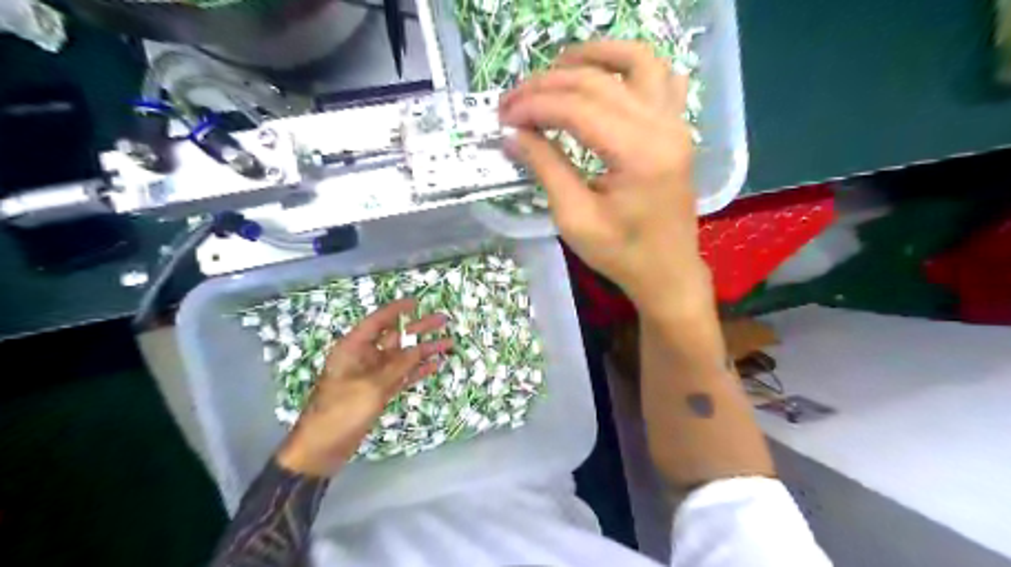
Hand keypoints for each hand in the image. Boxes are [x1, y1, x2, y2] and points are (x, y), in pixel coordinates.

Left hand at [274, 299, 451, 476]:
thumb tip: (419, 348)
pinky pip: (402, 375)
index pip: (377, 322)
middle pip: (396, 338)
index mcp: (353, 348)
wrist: (322, 448)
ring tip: (449, 343)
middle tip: (444, 320)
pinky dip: (417, 370)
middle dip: (419, 329)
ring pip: (403, 357)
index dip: (396, 310)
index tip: (417, 302)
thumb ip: (397, 365)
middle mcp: (364, 357)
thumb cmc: (340, 411)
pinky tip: (435, 365)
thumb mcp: (371, 386)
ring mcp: (373, 375)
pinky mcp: (379, 391)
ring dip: (424, 351)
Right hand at [501, 40, 714, 318]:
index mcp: (638, 154)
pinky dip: (629, 66)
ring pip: (636, 62)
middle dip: (547, 85)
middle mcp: (663, 127)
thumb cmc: (621, 254)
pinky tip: (603, 77)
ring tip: (554, 69)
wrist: (667, 272)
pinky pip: (661, 77)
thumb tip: (512, 135)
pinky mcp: (676, 128)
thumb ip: (545, 168)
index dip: (534, 107)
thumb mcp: (574, 218)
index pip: (577, 109)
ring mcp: (676, 123)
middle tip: (512, 102)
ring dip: (592, 57)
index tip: (503, 118)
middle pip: (598, 83)